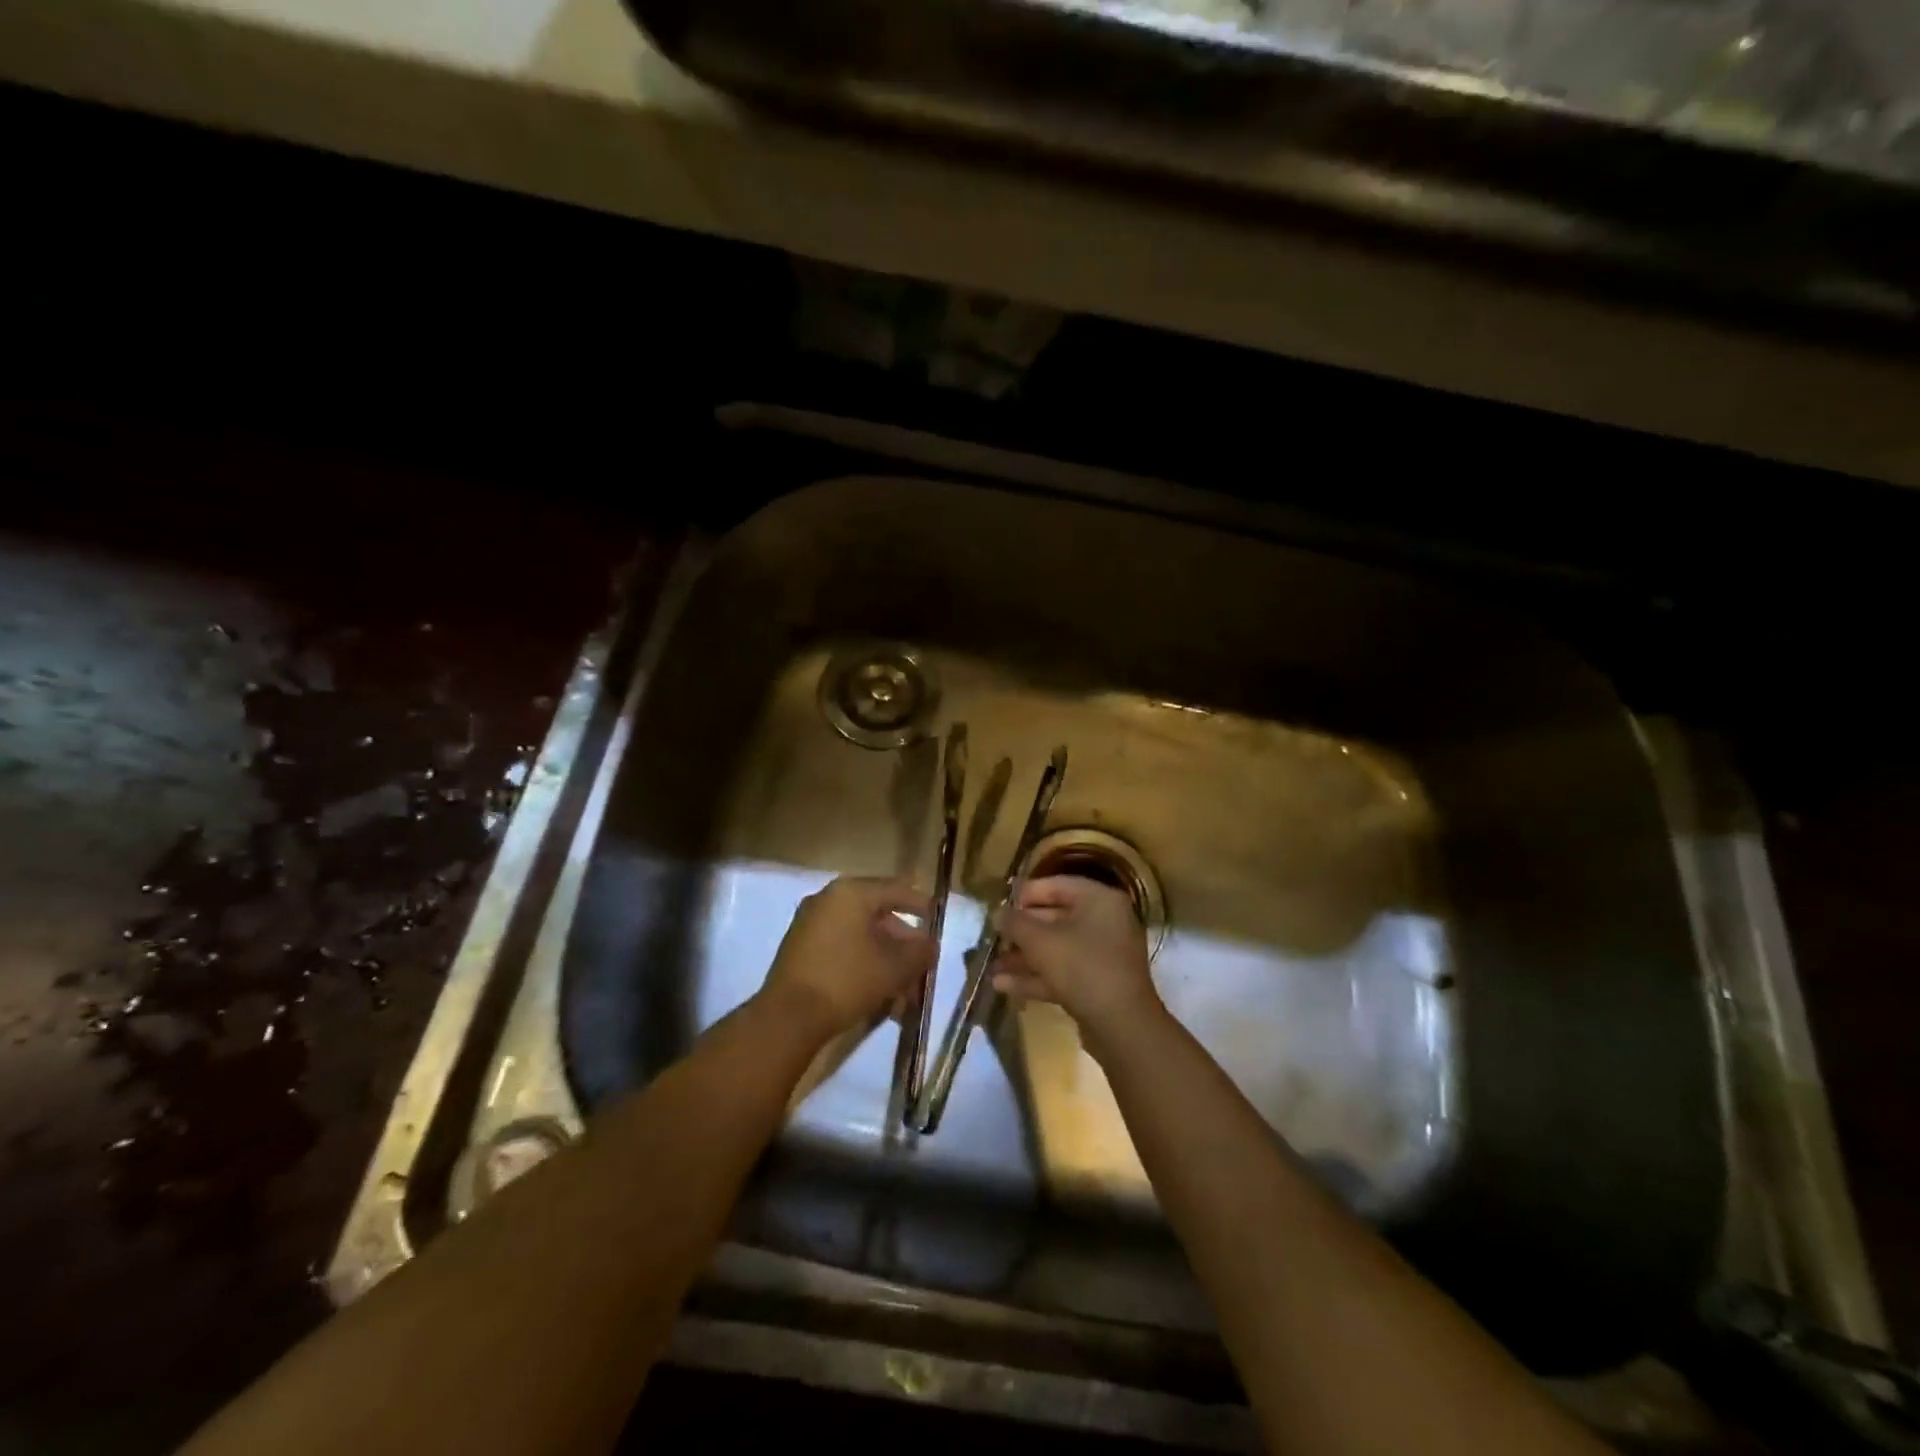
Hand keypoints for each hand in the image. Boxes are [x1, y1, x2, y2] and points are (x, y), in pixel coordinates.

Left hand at [761, 876, 933, 1039]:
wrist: (788, 1018)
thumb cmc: (847, 980)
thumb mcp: (894, 967)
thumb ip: (919, 952)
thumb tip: (931, 945)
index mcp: (851, 892)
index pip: (896, 890)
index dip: (922, 905)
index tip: (939, 920)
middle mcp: (828, 899)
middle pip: (878, 915)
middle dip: (903, 944)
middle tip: (922, 967)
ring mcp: (811, 923)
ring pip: (861, 936)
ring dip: (886, 960)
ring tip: (904, 991)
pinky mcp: (801, 949)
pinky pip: (843, 948)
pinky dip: (864, 964)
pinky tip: (880, 994)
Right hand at [990, 876, 1161, 1037]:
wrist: (1122, 1026)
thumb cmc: (1082, 967)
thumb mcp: (1040, 941)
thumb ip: (1014, 923)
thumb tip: (997, 913)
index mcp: (1099, 900)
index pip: (1056, 885)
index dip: (1024, 895)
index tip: (998, 907)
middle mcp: (1105, 922)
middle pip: (1054, 918)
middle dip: (1020, 932)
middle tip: (993, 939)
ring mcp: (1103, 955)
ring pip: (1056, 949)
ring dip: (1024, 958)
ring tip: (991, 968)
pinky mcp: (1098, 984)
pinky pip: (1063, 972)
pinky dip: (1036, 977)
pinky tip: (1003, 986)